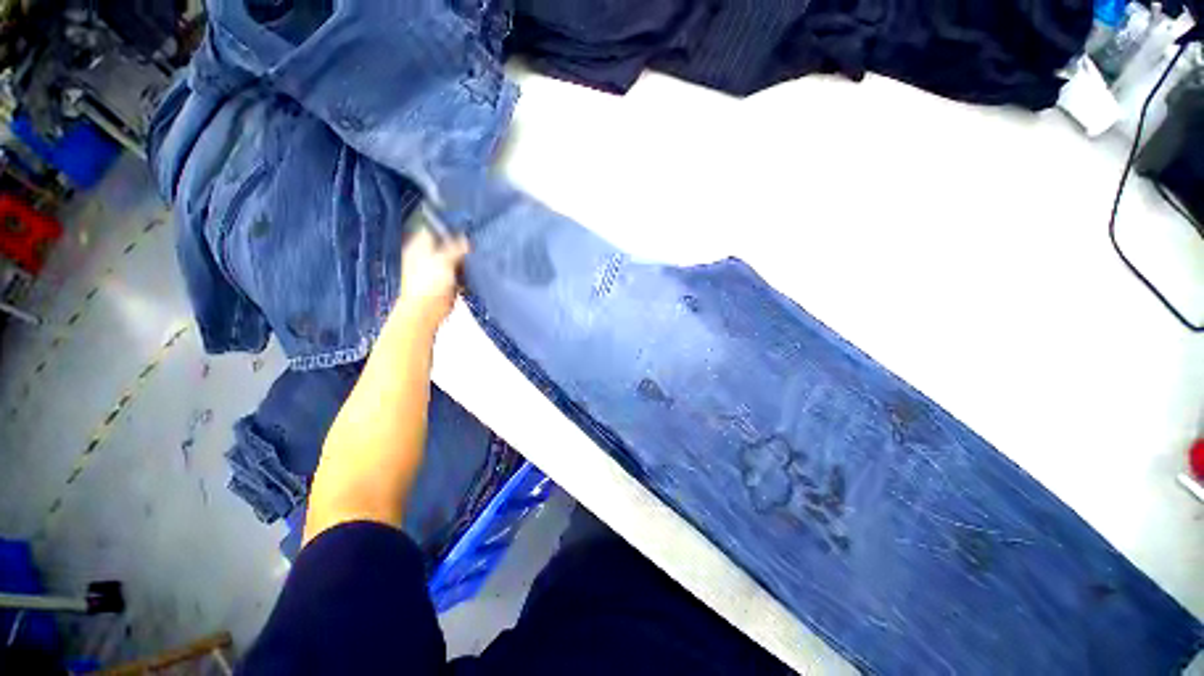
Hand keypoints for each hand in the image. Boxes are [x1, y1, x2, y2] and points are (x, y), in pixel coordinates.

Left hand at [396, 228, 468, 332]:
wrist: (427, 310)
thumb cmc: (429, 283)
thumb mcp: (443, 260)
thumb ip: (455, 247)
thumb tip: (466, 238)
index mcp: (419, 247)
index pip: (432, 230)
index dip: (446, 227)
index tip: (463, 225)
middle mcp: (427, 256)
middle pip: (445, 245)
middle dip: (459, 243)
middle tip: (474, 240)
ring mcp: (437, 270)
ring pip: (454, 259)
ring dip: (464, 258)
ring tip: (478, 253)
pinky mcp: (447, 283)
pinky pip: (459, 274)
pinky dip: (467, 272)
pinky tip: (476, 269)